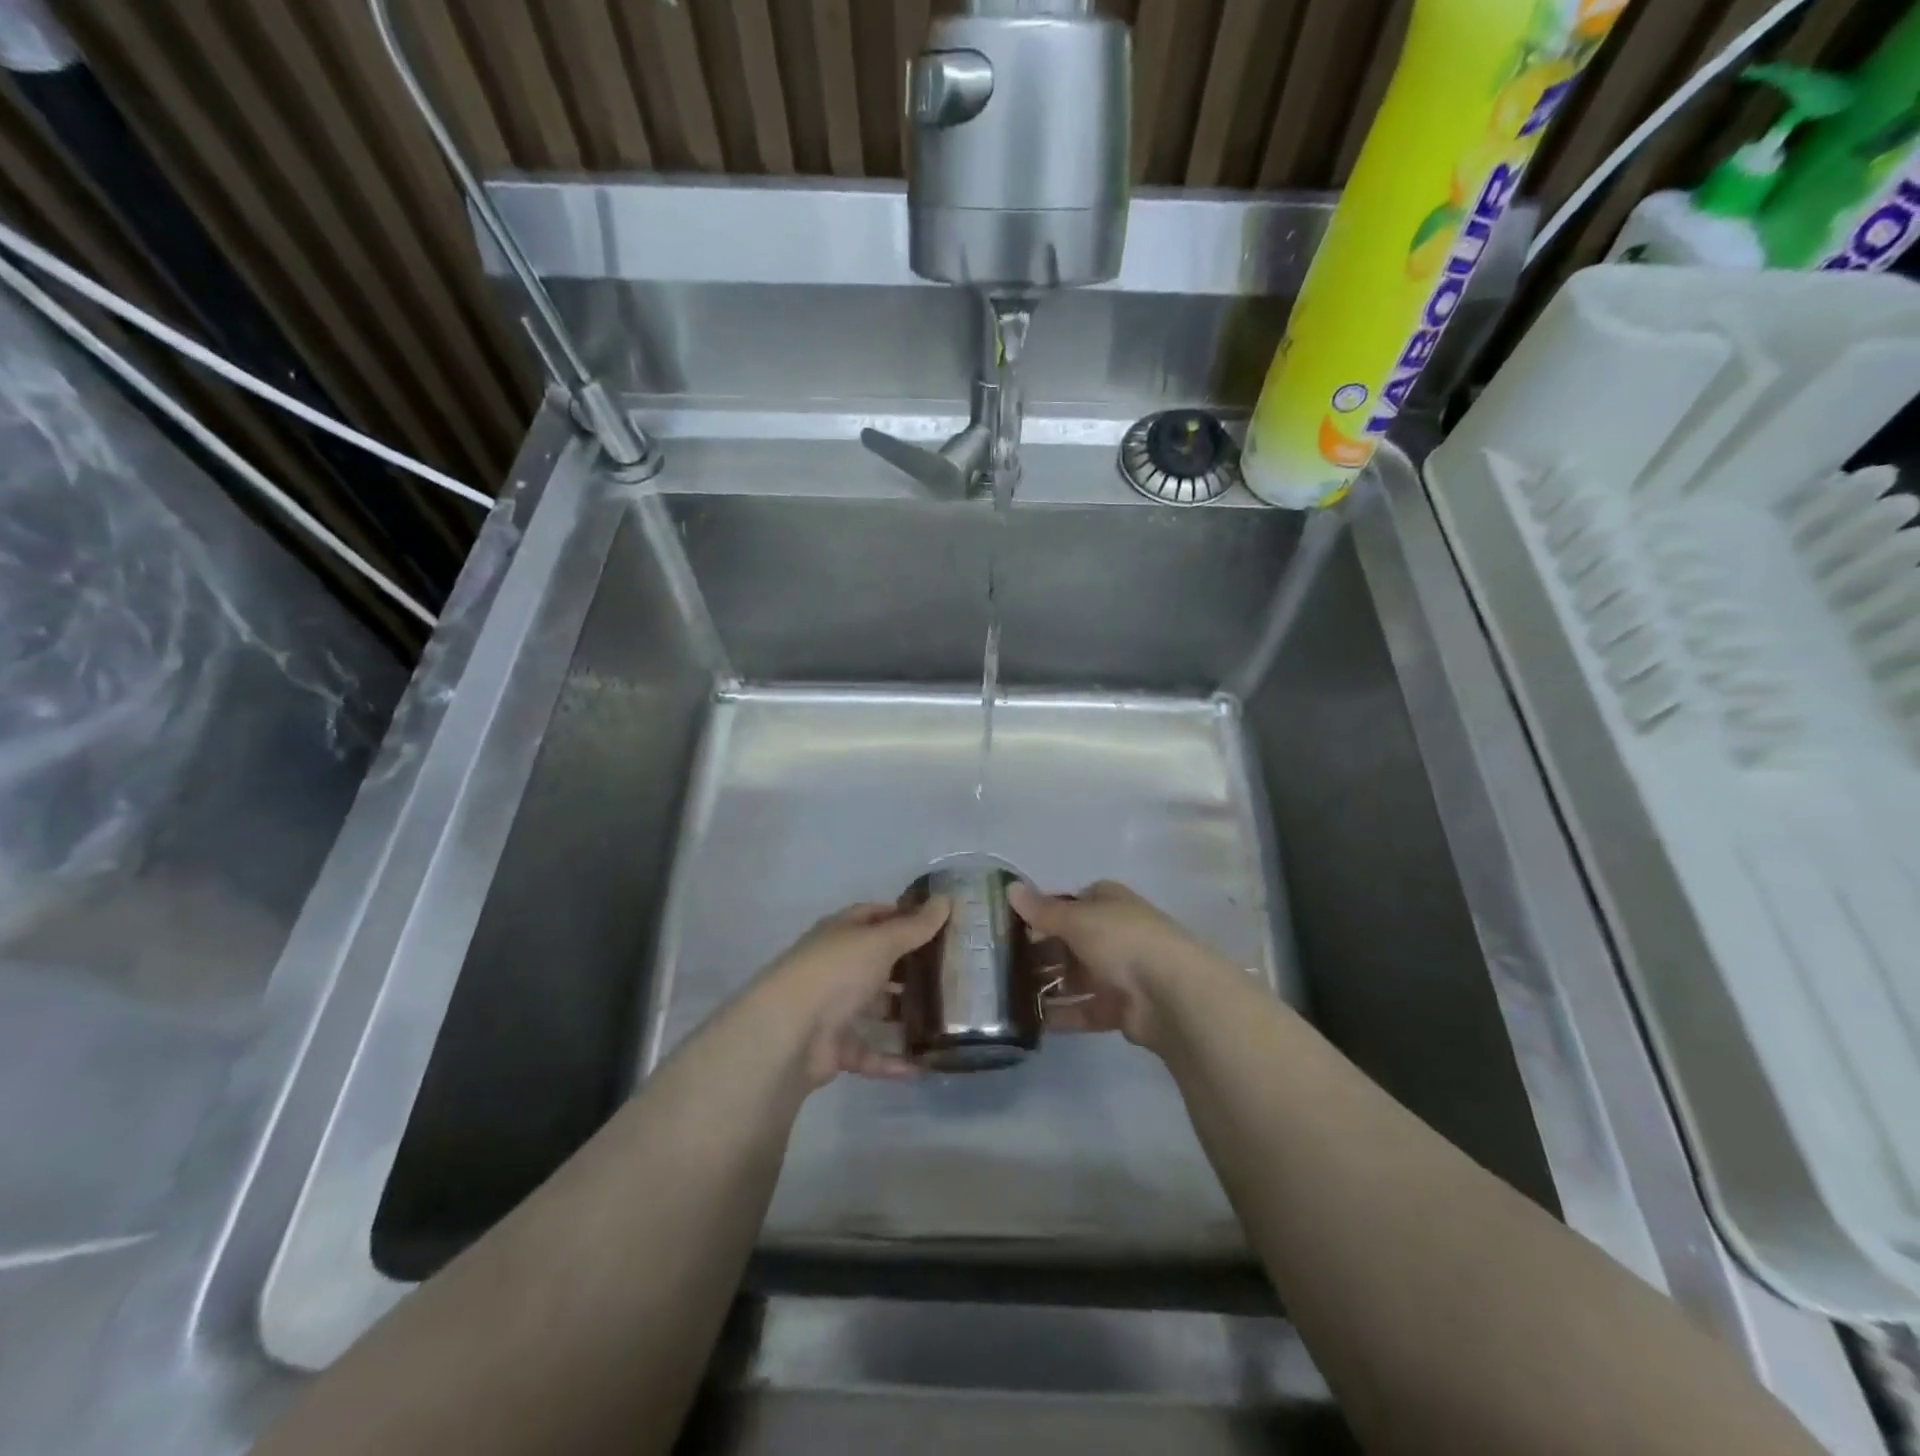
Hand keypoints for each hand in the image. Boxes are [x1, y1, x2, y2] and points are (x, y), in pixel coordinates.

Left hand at [756, 898, 948, 1088]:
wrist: (790, 1032)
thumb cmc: (837, 971)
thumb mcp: (881, 941)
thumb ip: (915, 926)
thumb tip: (946, 899)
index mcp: (841, 933)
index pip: (875, 916)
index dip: (904, 918)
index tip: (939, 926)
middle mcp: (836, 967)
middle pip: (878, 963)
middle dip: (910, 969)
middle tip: (951, 974)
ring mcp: (833, 1008)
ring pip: (875, 1009)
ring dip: (904, 1015)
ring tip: (945, 1020)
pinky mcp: (835, 1047)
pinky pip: (870, 1052)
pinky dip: (893, 1059)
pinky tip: (924, 1065)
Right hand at [1008, 880, 1232, 1052]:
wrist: (1170, 994)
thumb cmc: (1122, 940)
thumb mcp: (1076, 918)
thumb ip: (1042, 910)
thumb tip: (1010, 889)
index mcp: (1110, 903)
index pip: (1073, 901)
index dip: (1046, 911)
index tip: (1015, 924)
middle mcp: (1116, 933)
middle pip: (1071, 941)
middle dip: (1041, 951)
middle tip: (1004, 962)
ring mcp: (1120, 972)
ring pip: (1076, 976)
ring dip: (1049, 984)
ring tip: (1010, 992)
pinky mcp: (1121, 1008)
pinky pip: (1085, 1009)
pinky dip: (1062, 1013)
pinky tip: (1033, 1019)